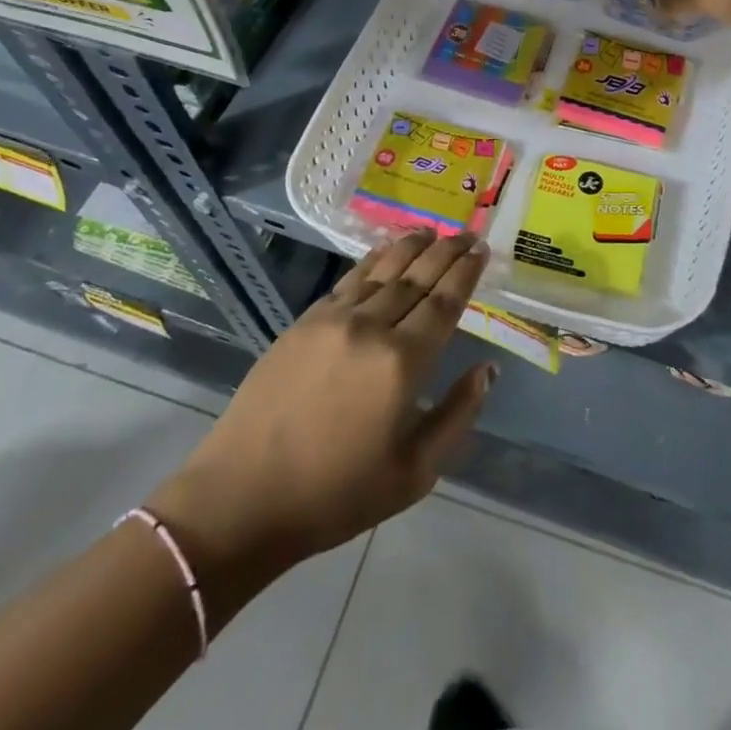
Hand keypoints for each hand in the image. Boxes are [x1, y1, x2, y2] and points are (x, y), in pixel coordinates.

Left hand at [148, 230, 493, 602]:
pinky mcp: (304, 322)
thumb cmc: (336, 494)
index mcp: (403, 362)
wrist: (243, 498)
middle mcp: (372, 327)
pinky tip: (384, 252)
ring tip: (432, 231)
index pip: (444, 302)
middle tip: (467, 233)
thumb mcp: (414, 473)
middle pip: (417, 277)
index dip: (466, 273)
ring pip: (383, 270)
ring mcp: (334, 319)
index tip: (482, 250)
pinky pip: (349, 280)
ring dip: (411, 247)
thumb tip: (487, 370)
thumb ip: (457, 415)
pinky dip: (373, 260)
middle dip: (446, 251)